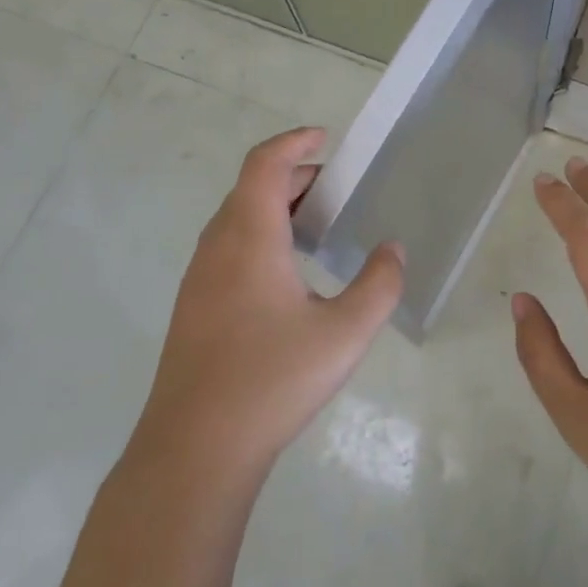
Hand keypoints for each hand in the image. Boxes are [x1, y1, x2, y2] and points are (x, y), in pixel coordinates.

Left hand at [131, 127, 404, 484]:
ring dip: (276, 209)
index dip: (294, 141)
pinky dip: (261, 237)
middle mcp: (218, 246)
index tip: (326, 138)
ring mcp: (200, 278)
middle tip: (338, 192)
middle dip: (296, 178)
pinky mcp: (195, 307)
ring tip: (319, 229)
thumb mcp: (345, 332)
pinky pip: (230, 248)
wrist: (195, 448)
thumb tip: (393, 250)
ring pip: (238, 220)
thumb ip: (379, 285)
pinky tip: (289, 276)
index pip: (266, 164)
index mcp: (250, 236)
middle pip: (252, 188)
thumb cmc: (272, 380)